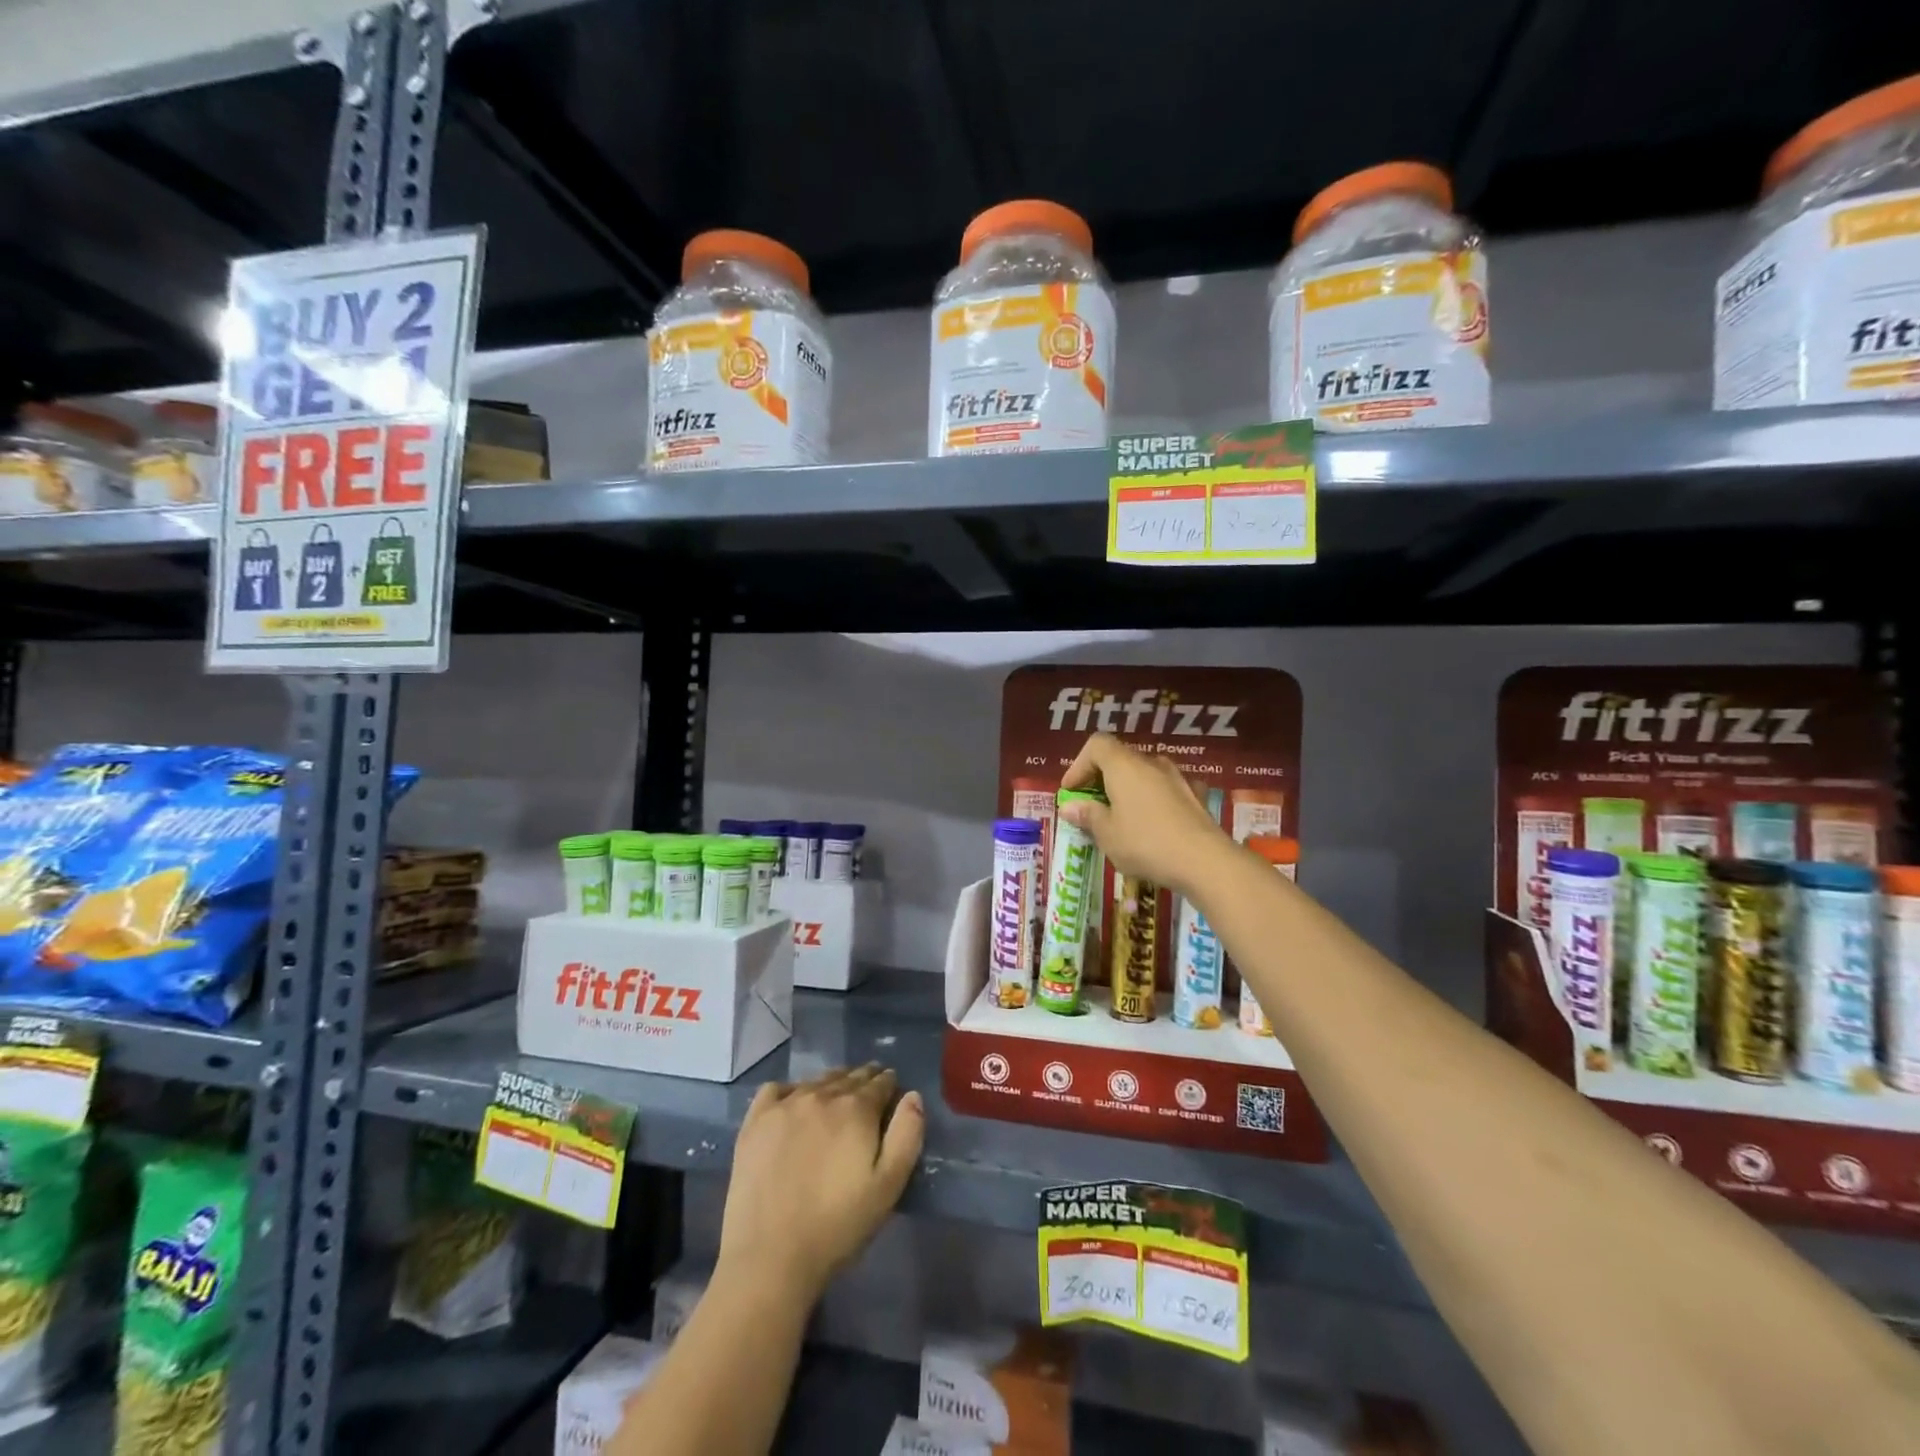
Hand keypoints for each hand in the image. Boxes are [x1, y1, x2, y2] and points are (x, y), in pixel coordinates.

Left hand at [718, 1065, 924, 1303]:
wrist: (770, 1257)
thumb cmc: (837, 1226)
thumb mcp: (888, 1186)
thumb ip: (907, 1135)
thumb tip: (912, 1096)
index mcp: (856, 1109)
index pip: (880, 1082)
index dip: (890, 1085)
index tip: (892, 1091)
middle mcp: (821, 1095)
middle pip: (849, 1077)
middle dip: (864, 1080)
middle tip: (869, 1090)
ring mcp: (785, 1105)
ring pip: (817, 1080)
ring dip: (833, 1083)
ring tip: (837, 1096)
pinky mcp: (755, 1121)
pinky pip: (777, 1089)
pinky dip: (791, 1090)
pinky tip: (793, 1105)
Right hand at [1059, 733, 1231, 896]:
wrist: (1205, 861)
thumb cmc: (1146, 844)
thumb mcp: (1107, 834)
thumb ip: (1087, 816)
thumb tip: (1070, 807)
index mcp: (1124, 766)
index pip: (1096, 745)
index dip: (1078, 765)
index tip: (1071, 792)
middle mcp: (1151, 763)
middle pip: (1120, 758)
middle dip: (1101, 779)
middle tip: (1091, 806)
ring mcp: (1178, 777)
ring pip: (1144, 774)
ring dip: (1128, 789)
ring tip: (1121, 816)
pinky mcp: (1196, 796)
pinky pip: (1166, 789)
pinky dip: (1154, 799)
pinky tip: (1154, 822)